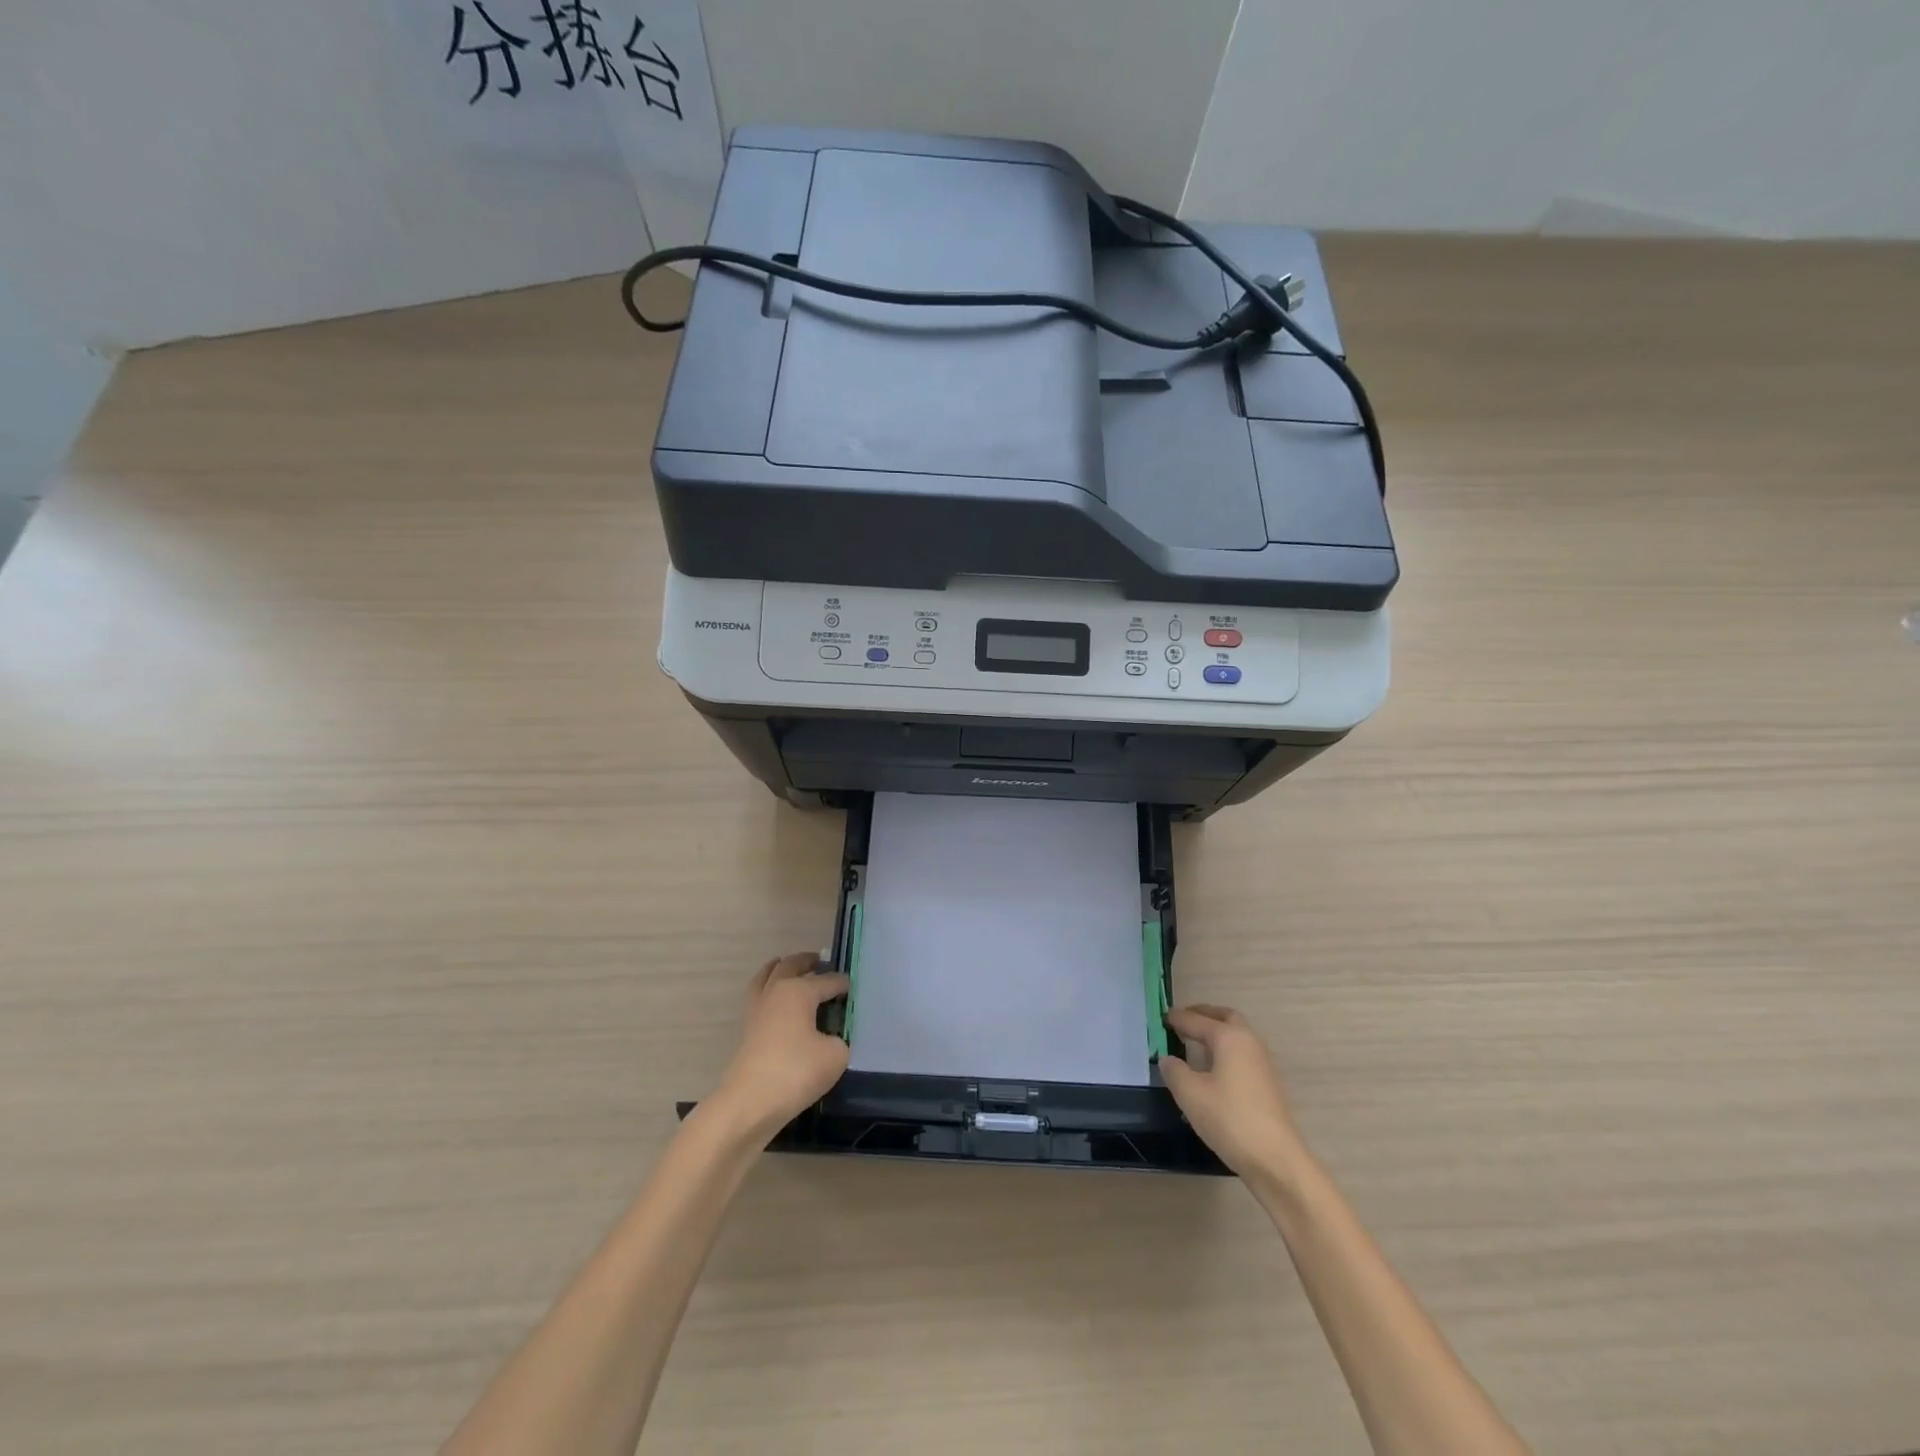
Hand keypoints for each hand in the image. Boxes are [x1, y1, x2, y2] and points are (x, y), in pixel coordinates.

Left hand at [711, 952, 850, 1141]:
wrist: (749, 1103)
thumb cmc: (796, 1072)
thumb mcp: (835, 1055)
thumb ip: (840, 1039)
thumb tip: (831, 1038)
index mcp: (799, 990)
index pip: (828, 980)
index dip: (843, 984)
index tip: (854, 988)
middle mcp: (776, 991)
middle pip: (791, 965)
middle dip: (807, 962)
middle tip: (820, 962)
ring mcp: (757, 1009)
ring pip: (767, 976)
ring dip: (781, 969)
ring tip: (791, 969)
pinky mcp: (747, 1030)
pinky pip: (760, 996)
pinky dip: (769, 990)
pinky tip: (778, 1002)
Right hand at [1159, 1004, 1311, 1184]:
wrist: (1276, 1159)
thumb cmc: (1229, 1119)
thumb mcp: (1190, 1094)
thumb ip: (1174, 1071)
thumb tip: (1168, 1059)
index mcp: (1229, 1038)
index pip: (1197, 1020)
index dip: (1177, 1018)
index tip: (1161, 1017)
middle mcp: (1249, 1042)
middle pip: (1226, 1017)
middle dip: (1204, 1015)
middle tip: (1183, 1021)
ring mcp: (1262, 1064)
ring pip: (1237, 1035)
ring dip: (1216, 1032)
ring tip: (1194, 1043)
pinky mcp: (1267, 1084)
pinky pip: (1242, 1054)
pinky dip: (1225, 1050)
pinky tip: (1213, 1069)